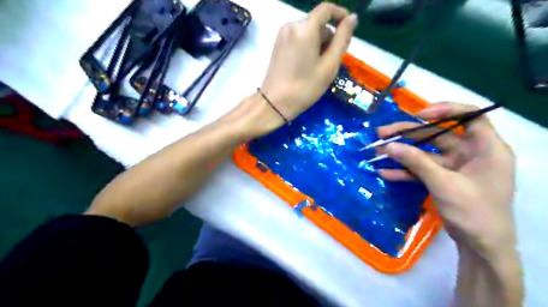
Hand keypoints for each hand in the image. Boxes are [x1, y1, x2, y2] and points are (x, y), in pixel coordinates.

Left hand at [237, 2, 357, 136]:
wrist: (274, 103)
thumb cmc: (305, 87)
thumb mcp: (329, 65)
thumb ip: (342, 39)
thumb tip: (351, 18)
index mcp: (305, 28)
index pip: (326, 9)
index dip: (340, 15)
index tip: (348, 29)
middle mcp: (291, 25)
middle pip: (317, 23)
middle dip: (328, 38)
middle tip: (331, 62)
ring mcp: (282, 35)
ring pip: (308, 32)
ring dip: (318, 44)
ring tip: (318, 68)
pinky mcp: (277, 45)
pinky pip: (298, 39)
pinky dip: (307, 47)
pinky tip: (306, 66)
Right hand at [378, 103, 518, 260]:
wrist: (480, 246)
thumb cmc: (474, 212)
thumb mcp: (444, 184)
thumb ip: (416, 162)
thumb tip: (390, 146)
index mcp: (485, 148)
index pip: (470, 116)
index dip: (446, 110)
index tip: (419, 115)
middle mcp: (470, 153)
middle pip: (437, 135)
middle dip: (408, 134)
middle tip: (382, 133)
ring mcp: (455, 167)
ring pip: (425, 153)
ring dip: (402, 153)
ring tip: (378, 151)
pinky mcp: (443, 179)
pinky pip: (421, 170)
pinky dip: (405, 171)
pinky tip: (385, 173)